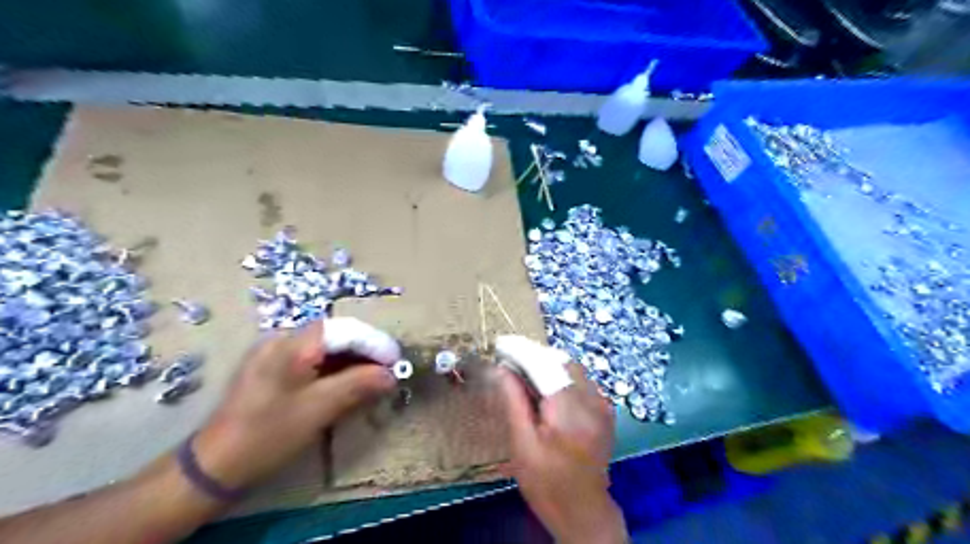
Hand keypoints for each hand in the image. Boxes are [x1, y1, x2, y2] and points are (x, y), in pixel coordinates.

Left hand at [194, 318, 397, 487]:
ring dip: (353, 362)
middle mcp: (283, 339)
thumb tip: (392, 375)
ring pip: (326, 349)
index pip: (346, 330)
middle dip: (366, 352)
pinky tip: (348, 384)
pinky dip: (336, 370)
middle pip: (337, 336)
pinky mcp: (273, 370)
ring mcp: (275, 354)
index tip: (397, 362)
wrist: (213, 467)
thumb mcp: (318, 409)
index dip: (375, 343)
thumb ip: (358, 385)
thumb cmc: (268, 434)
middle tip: (389, 372)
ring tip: (375, 379)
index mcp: (292, 344)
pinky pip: (313, 361)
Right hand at [500, 362, 629, 543]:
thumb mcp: (522, 445)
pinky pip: (580, 379)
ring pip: (572, 367)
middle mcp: (592, 402)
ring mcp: (603, 404)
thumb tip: (503, 369)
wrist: (583, 511)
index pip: (544, 366)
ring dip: (547, 363)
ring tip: (523, 371)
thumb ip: (514, 402)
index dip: (522, 351)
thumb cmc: (546, 484)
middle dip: (534, 355)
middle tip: (509, 360)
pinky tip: (544, 385)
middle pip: (561, 361)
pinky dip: (560, 374)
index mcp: (570, 413)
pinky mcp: (605, 409)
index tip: (500, 344)